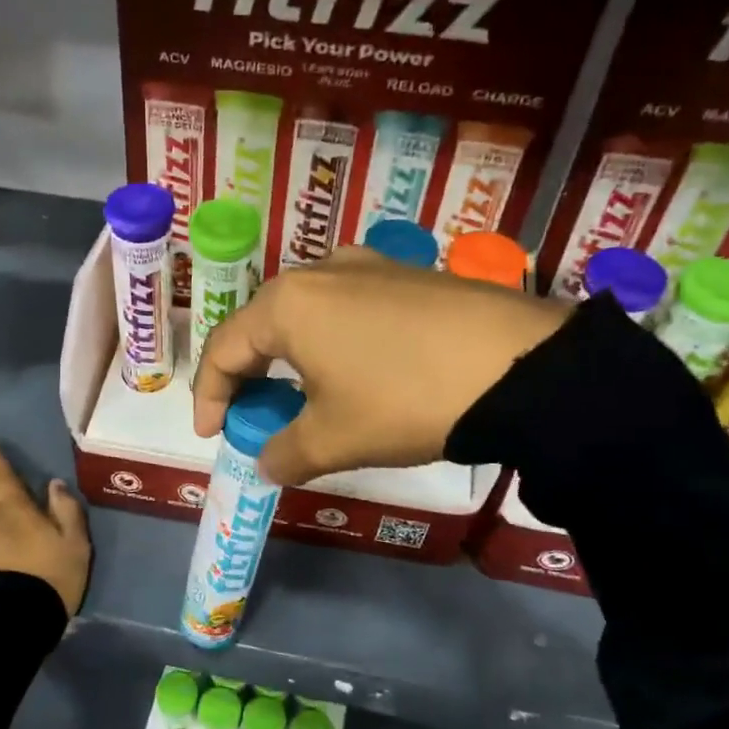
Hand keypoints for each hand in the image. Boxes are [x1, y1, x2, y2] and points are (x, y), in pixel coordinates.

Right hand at [193, 247, 569, 484]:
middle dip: (250, 375)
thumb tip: (267, 463)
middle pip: (262, 325)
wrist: (519, 366)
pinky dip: (333, 342)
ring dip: (292, 357)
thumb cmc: (404, 399)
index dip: (209, 396)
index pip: (223, 349)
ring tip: (304, 396)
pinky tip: (357, 371)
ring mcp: (368, 265)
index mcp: (286, 304)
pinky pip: (349, 308)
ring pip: (307, 314)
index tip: (212, 435)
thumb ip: (284, 453)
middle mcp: (320, 271)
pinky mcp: (407, 274)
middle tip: (255, 416)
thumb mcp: (334, 439)